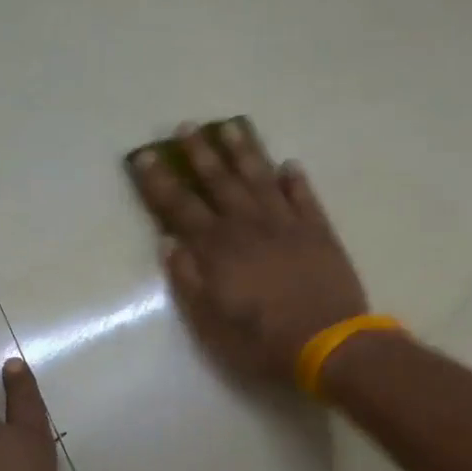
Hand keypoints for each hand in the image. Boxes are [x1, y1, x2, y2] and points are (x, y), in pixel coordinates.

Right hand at [130, 117, 368, 386]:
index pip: (180, 207)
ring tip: (231, 127)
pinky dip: (296, 180)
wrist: (326, 343)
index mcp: (217, 248)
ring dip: (244, 152)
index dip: (160, 182)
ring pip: (261, 178)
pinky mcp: (318, 231)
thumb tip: (168, 243)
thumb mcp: (210, 322)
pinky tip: (289, 165)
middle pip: (220, 181)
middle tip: (187, 126)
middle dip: (200, 153)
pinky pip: (304, 196)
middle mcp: (249, 225)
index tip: (144, 157)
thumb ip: (188, 280)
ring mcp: (286, 224)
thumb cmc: (261, 340)